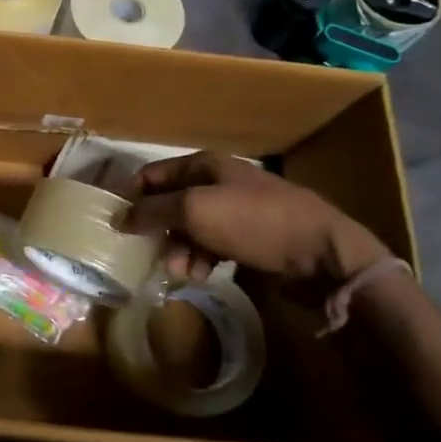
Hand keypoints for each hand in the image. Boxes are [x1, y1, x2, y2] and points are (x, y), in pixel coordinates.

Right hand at [123, 152, 390, 292]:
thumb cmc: (253, 222)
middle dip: (160, 232)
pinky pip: (212, 246)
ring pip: (190, 230)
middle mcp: (218, 183)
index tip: (121, 227)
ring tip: (186, 273)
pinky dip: (203, 260)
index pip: (153, 175)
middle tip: (157, 256)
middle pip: (170, 205)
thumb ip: (152, 212)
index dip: (134, 198)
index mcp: (204, 166)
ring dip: (180, 251)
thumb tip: (118, 218)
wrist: (322, 253)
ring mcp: (236, 211)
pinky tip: (204, 276)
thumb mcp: (194, 210)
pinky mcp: (250, 238)